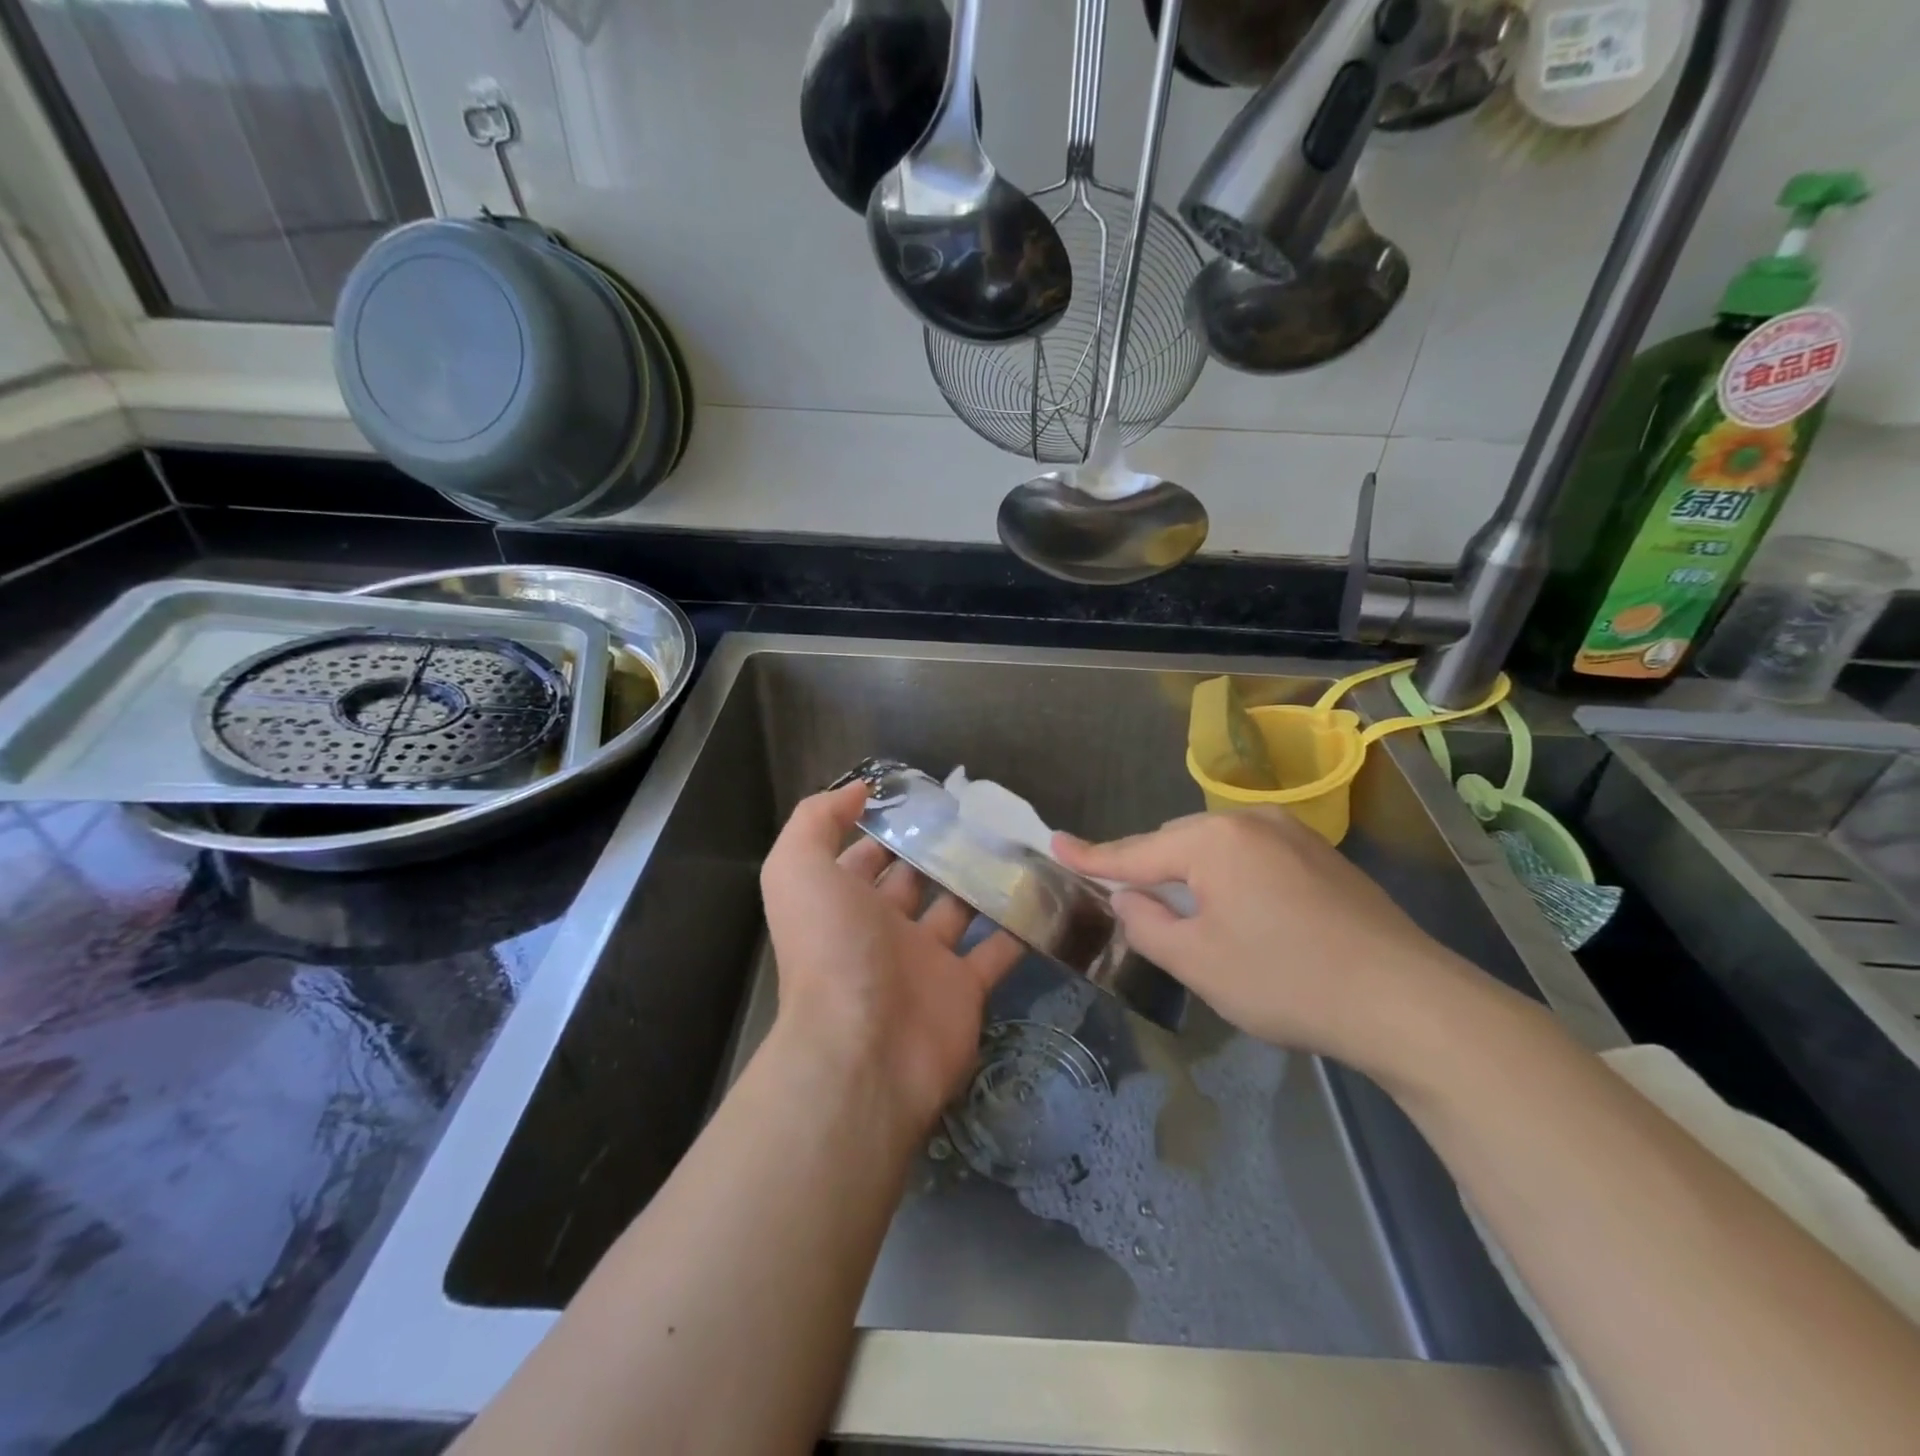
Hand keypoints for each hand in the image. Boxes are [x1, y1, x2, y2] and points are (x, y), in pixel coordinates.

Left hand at [760, 783, 1023, 1132]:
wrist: (864, 1049)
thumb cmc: (831, 949)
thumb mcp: (797, 869)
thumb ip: (816, 820)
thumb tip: (856, 790)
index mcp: (843, 901)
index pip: (866, 855)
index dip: (888, 825)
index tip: (927, 794)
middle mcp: (881, 929)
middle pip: (916, 879)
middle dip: (941, 848)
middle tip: (984, 813)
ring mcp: (925, 961)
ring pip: (959, 910)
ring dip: (983, 881)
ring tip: (1018, 842)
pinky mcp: (964, 989)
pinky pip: (996, 951)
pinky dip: (1018, 927)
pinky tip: (1042, 893)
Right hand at [1055, 808, 1487, 1073]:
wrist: (1406, 1001)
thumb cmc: (1286, 980)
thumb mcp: (1198, 962)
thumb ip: (1147, 925)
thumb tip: (1130, 899)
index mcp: (1212, 841)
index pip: (1135, 851)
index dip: (1091, 855)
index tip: (1055, 843)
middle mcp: (1250, 822)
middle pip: (1177, 844)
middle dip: (1151, 871)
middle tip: (1130, 905)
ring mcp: (1293, 834)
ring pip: (1217, 849)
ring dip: (1193, 877)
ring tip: (1188, 916)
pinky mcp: (1322, 856)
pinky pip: (1253, 857)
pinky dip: (1231, 879)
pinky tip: (1244, 916)